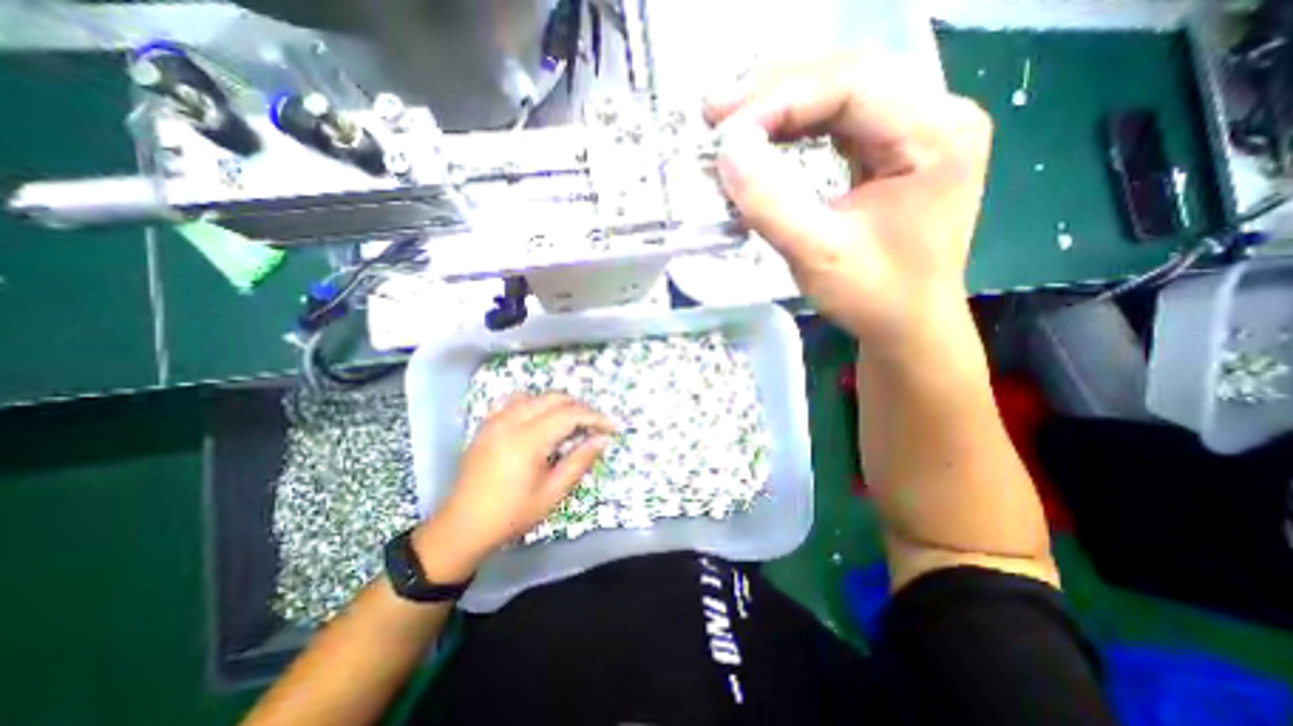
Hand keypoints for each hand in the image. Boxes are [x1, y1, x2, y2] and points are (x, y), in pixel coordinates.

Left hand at [414, 394, 615, 581]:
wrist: (462, 527)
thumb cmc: (511, 515)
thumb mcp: (551, 493)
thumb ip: (579, 462)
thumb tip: (602, 440)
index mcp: (527, 440)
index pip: (569, 414)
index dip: (594, 417)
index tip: (611, 428)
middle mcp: (510, 422)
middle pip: (554, 398)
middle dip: (579, 407)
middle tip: (594, 426)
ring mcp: (495, 421)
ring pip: (535, 397)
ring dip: (558, 404)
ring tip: (571, 423)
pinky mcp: (486, 425)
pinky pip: (515, 402)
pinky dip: (535, 405)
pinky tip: (540, 421)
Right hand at [705, 55, 992, 355]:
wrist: (907, 325)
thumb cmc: (873, 297)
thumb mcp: (817, 255)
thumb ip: (771, 202)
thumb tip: (728, 150)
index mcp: (934, 135)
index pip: (851, 85)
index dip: (780, 101)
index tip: (726, 132)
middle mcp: (936, 116)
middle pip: (846, 78)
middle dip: (775, 94)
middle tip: (717, 114)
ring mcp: (918, 130)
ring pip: (840, 93)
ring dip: (781, 106)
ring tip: (732, 121)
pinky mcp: (896, 150)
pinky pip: (840, 121)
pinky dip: (795, 127)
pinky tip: (765, 136)